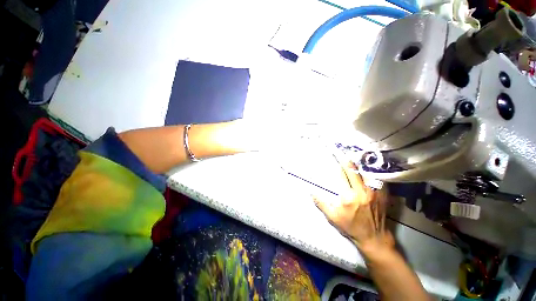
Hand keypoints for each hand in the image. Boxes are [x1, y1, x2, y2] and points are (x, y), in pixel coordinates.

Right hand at [313, 161, 393, 251]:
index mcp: (349, 197)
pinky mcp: (383, 195)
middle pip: (355, 171)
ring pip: (367, 173)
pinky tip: (368, 168)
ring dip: (359, 164)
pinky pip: (378, 179)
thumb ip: (321, 203)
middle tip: (343, 152)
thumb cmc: (351, 227)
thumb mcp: (332, 217)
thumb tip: (311, 192)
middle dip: (347, 160)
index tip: (336, 155)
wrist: (373, 238)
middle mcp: (363, 192)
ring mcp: (375, 193)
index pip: (343, 175)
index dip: (339, 164)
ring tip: (354, 157)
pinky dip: (371, 172)